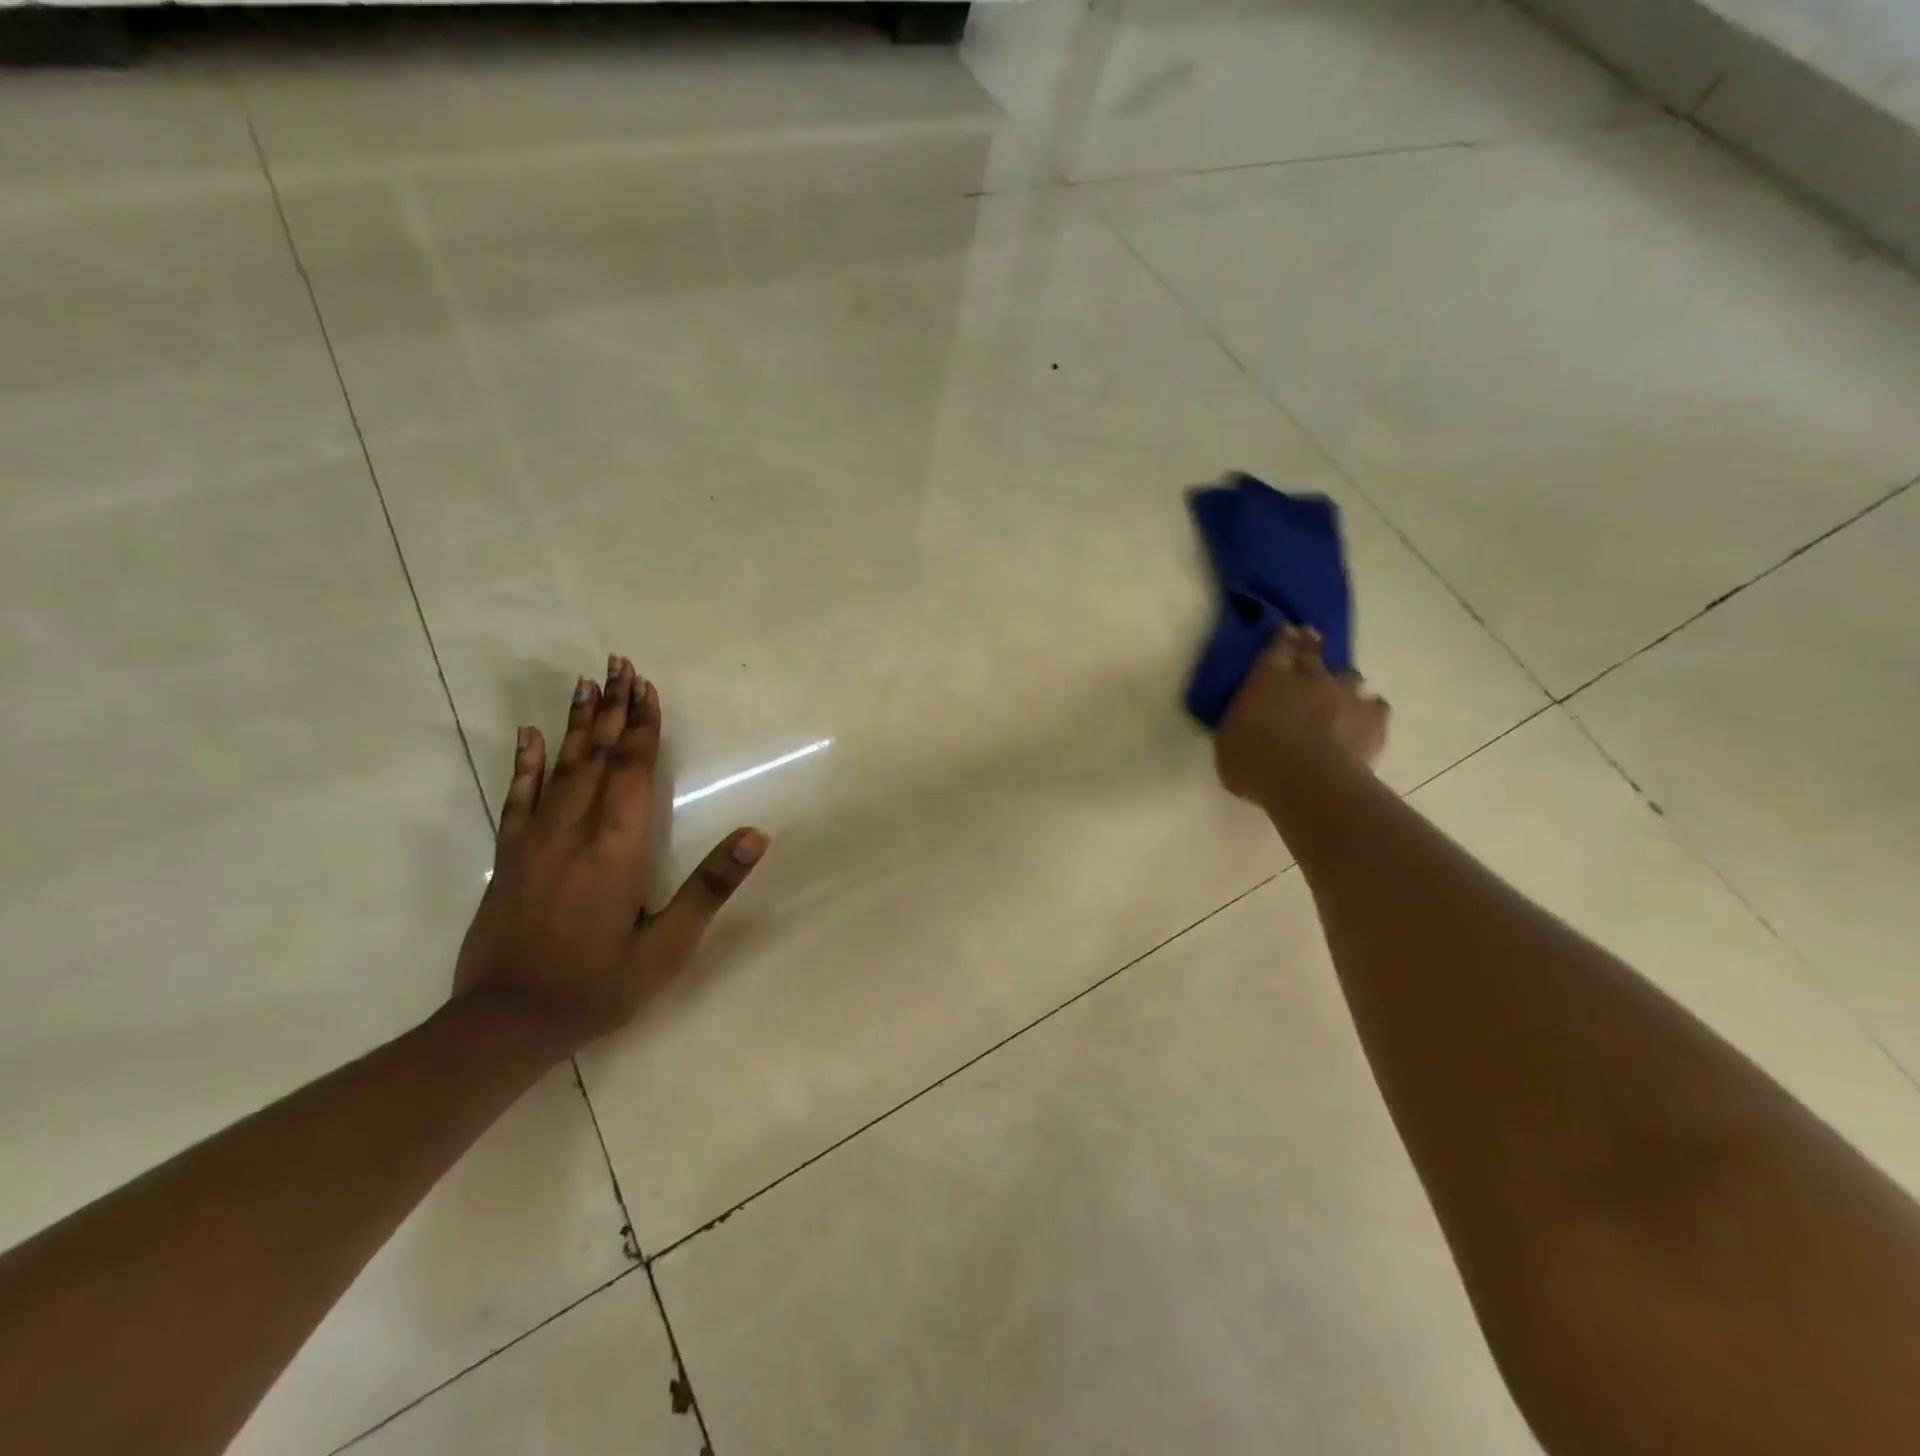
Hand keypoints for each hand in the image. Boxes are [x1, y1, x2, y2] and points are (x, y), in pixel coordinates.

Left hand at [453, 655, 767, 1057]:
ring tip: (586, 682)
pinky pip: (518, 797)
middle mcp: (573, 832)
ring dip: (578, 723)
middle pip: (597, 757)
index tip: (647, 686)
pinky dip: (526, 763)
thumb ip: (710, 887)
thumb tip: (756, 835)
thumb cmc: (598, 986)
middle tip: (619, 663)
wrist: (505, 1025)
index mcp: (616, 849)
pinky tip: (530, 734)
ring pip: (560, 767)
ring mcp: (535, 841)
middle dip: (613, 709)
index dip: (643, 727)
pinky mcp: (509, 857)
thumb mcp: (669, 947)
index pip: (632, 771)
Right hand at [1214, 625, 1390, 805]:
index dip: (1283, 638)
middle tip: (1311, 641)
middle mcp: (1309, 677)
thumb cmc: (1254, 762)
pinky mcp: (1373, 720)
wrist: (1307, 782)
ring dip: (1344, 682)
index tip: (1287, 630)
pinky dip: (1370, 711)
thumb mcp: (1228, 740)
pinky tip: (1365, 721)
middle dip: (1311, 645)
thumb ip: (1241, 721)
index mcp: (1268, 677)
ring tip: (1341, 692)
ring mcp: (1345, 695)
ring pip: (1350, 676)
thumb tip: (1246, 720)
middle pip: (1313, 652)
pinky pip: (1376, 707)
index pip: (1277, 646)